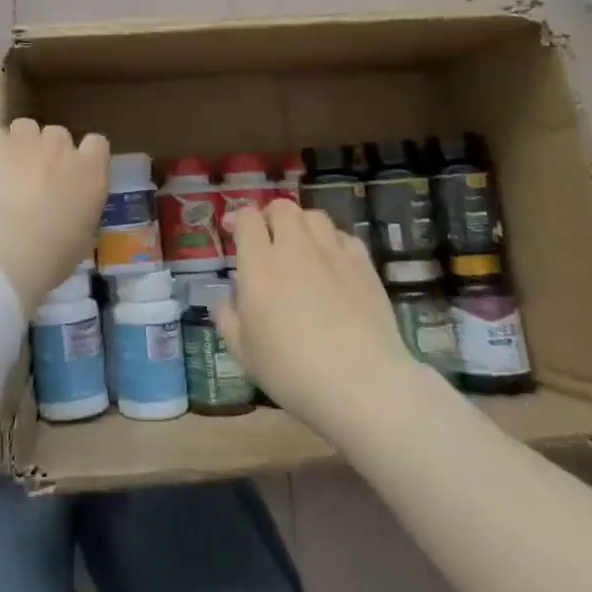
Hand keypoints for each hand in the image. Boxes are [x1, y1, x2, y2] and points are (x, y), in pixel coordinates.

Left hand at [0, 120, 109, 310]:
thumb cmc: (45, 261)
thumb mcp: (79, 242)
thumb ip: (80, 212)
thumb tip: (69, 209)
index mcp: (91, 174)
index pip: (97, 144)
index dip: (83, 156)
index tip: (71, 176)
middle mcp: (62, 148)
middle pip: (58, 135)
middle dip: (49, 153)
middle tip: (34, 182)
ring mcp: (26, 140)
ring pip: (25, 128)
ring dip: (20, 146)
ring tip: (5, 174)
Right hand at [218, 199, 421, 441]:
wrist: (361, 383)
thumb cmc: (292, 371)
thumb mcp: (244, 353)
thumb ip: (228, 318)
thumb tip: (228, 300)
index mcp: (259, 264)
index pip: (247, 218)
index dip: (238, 219)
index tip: (234, 233)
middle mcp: (294, 247)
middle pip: (282, 208)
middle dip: (271, 217)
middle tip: (269, 239)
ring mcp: (332, 252)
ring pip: (314, 216)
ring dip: (302, 225)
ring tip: (302, 247)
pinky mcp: (363, 264)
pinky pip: (344, 237)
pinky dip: (333, 243)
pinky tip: (333, 264)